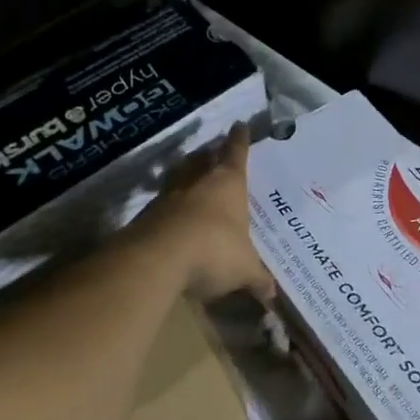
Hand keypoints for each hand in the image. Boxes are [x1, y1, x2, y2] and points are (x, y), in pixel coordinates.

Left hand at [134, 127, 275, 302]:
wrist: (158, 258)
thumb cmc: (214, 250)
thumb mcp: (243, 269)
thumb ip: (257, 278)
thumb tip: (272, 295)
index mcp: (228, 183)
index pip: (236, 152)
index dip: (239, 139)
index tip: (239, 124)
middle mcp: (198, 180)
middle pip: (204, 157)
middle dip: (211, 153)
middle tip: (215, 151)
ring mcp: (169, 194)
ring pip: (180, 174)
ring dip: (186, 172)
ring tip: (192, 175)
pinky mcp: (147, 213)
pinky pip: (163, 201)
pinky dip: (171, 203)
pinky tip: (174, 215)